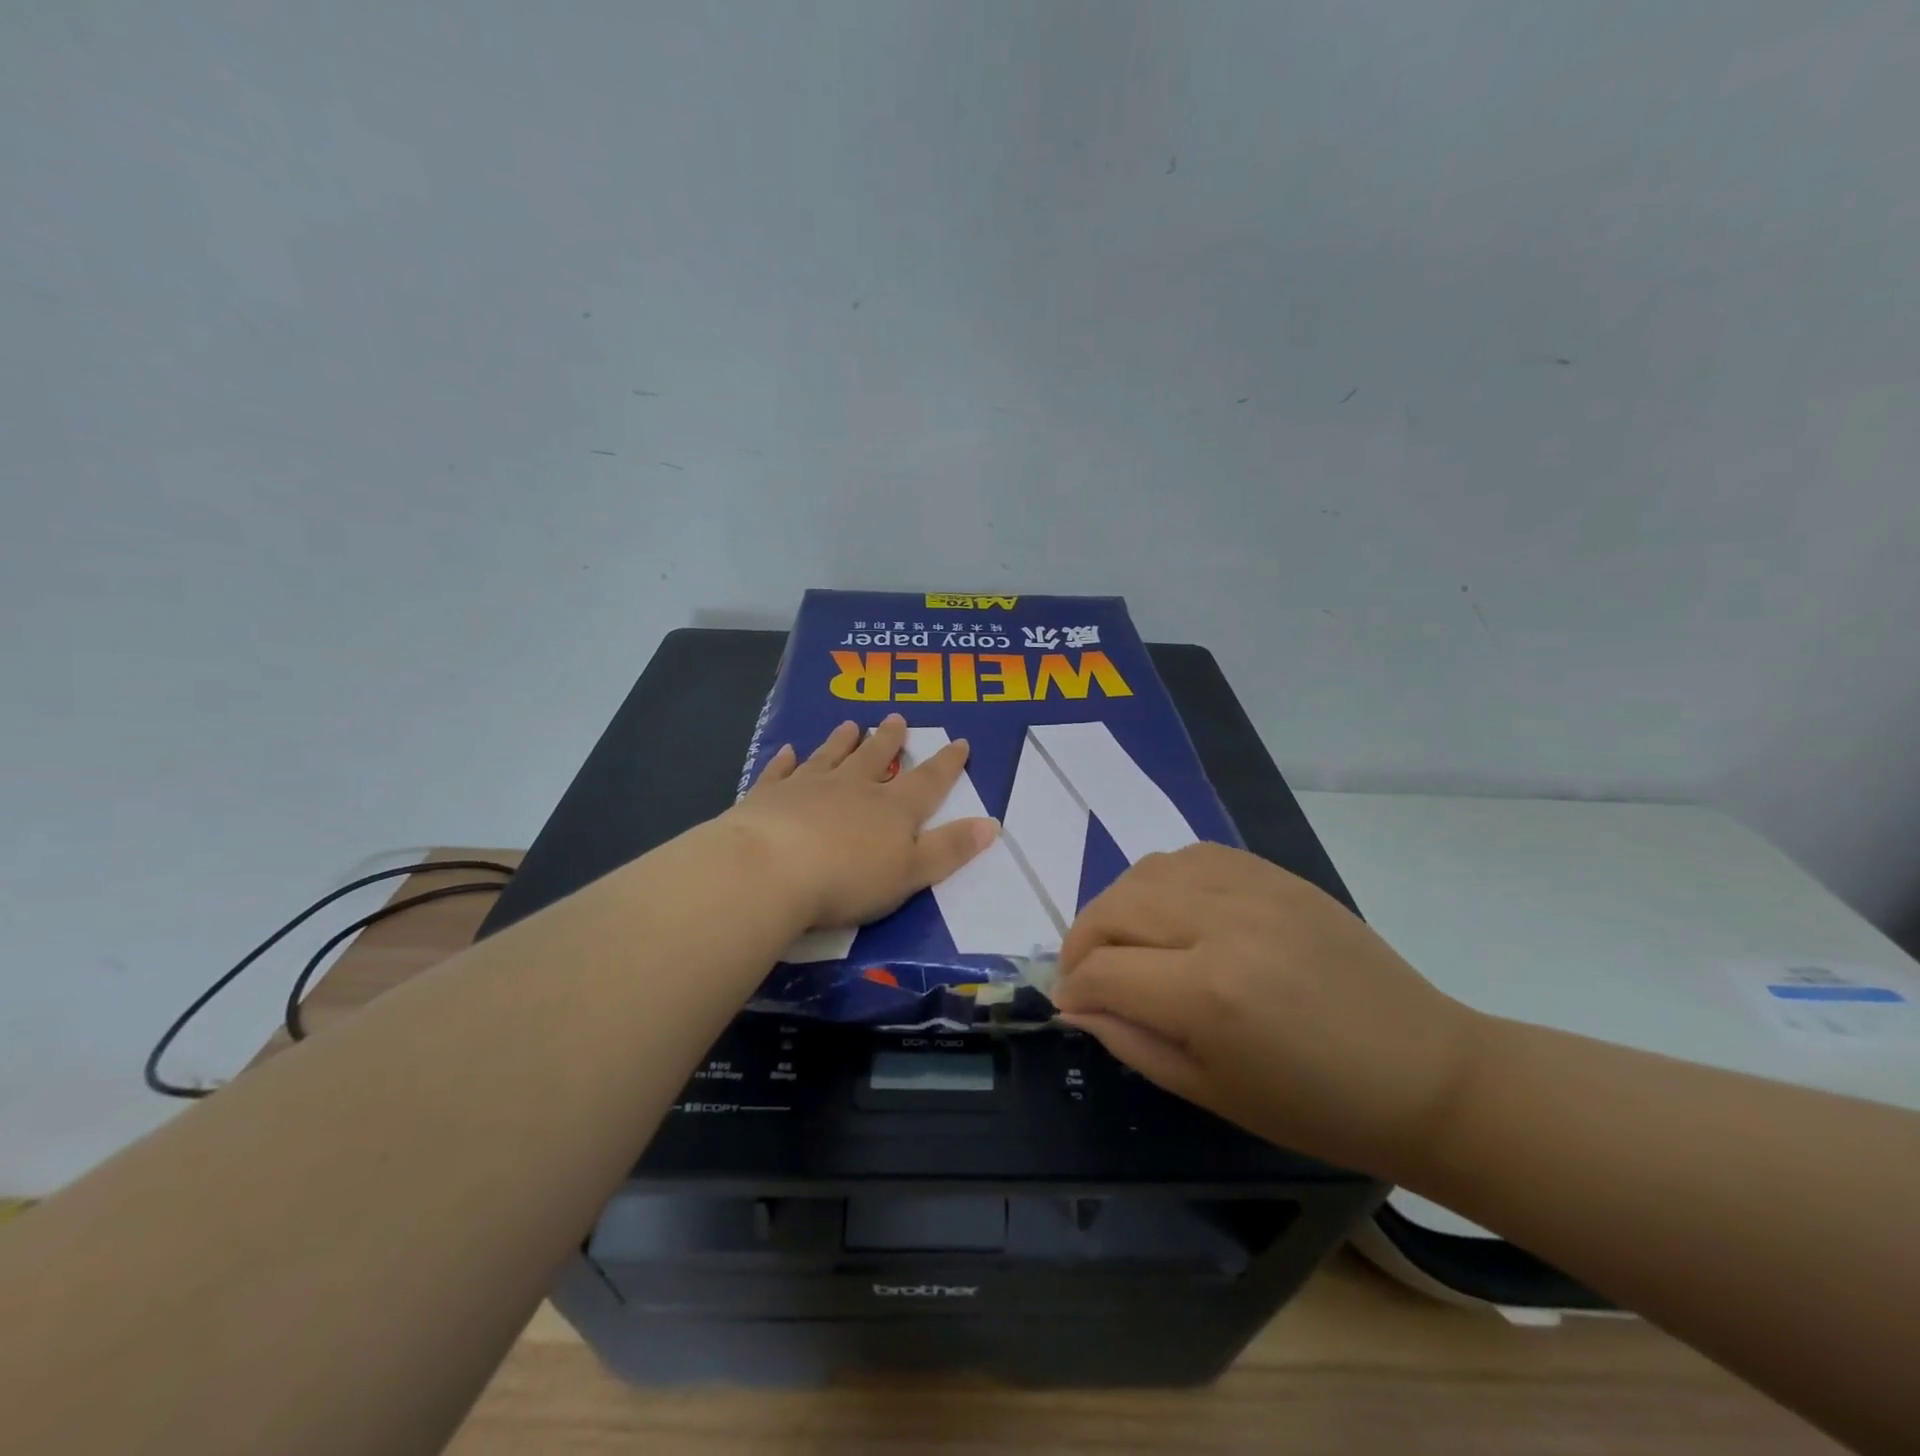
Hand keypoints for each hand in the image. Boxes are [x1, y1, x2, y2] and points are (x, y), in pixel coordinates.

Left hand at [723, 713, 999, 929]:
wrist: (771, 870)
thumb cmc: (848, 879)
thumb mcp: (912, 872)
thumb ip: (950, 849)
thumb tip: (992, 824)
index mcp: (892, 809)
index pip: (928, 781)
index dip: (947, 764)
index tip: (959, 742)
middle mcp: (852, 788)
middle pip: (875, 758)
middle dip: (889, 740)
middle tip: (897, 718)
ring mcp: (807, 788)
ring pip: (830, 757)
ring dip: (841, 742)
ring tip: (850, 725)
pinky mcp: (768, 797)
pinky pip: (780, 772)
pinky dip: (784, 761)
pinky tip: (787, 750)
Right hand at [1052, 843, 1485, 1178]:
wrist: (1424, 1072)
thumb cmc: (1316, 1106)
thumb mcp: (1209, 1091)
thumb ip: (1129, 1040)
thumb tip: (1075, 1004)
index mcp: (1208, 994)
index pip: (1102, 970)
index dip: (1073, 990)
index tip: (1071, 1005)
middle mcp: (1222, 924)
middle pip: (1114, 908)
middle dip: (1082, 942)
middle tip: (1088, 975)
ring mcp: (1252, 888)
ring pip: (1146, 871)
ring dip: (1119, 906)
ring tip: (1126, 941)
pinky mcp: (1274, 873)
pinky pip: (1191, 855)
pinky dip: (1163, 880)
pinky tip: (1173, 911)